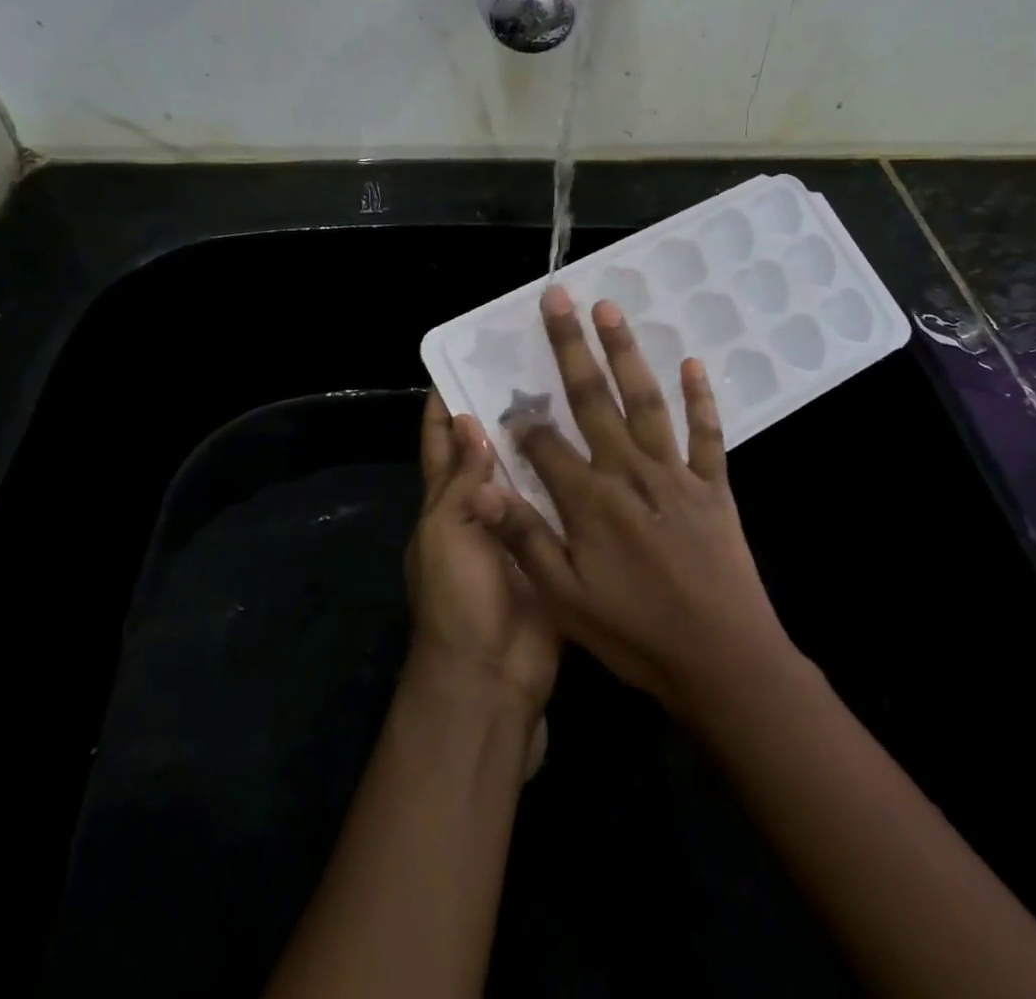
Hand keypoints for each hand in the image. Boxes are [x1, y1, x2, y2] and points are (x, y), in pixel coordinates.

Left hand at [405, 391, 559, 716]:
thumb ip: (461, 480)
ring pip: (528, 471)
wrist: (493, 673)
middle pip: (487, 451)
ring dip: (540, 440)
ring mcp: (519, 525)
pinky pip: (561, 502)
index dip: (443, 406)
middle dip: (501, 412)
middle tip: (533, 366)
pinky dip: (572, 476)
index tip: (462, 361)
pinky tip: (597, 444)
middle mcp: (481, 506)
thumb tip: (468, 420)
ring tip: (570, 393)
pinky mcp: (553, 543)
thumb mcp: (445, 532)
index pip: (438, 443)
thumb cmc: (456, 597)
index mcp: (444, 502)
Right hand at [470, 287, 791, 715]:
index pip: (544, 444)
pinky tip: (693, 363)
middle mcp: (629, 471)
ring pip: (646, 400)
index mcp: (589, 500)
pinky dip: (701, 397)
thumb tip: (482, 487)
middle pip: (592, 398)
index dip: (522, 421)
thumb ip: (524, 539)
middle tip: (559, 298)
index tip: (507, 400)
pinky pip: (707, 432)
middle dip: (570, 346)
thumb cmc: (636, 634)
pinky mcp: (713, 484)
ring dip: (626, 353)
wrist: (722, 660)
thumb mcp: (565, 600)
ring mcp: (675, 473)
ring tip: (610, 310)